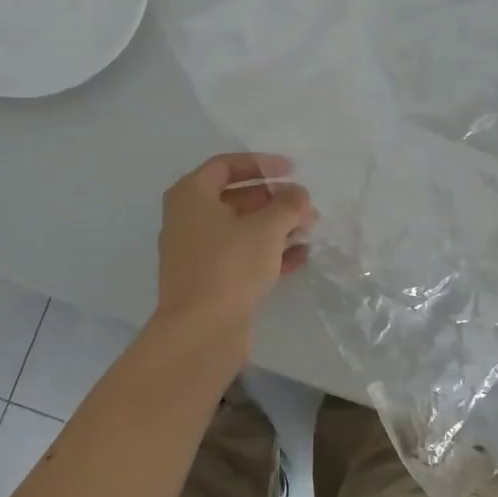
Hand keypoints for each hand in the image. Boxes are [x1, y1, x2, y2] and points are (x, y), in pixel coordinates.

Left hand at [151, 153, 316, 358]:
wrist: (200, 333)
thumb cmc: (229, 265)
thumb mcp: (267, 227)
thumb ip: (288, 204)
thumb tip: (299, 195)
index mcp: (191, 196)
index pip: (226, 165)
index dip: (261, 164)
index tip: (291, 171)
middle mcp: (188, 220)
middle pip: (236, 198)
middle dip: (274, 200)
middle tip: (304, 205)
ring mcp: (197, 253)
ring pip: (241, 229)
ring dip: (276, 227)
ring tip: (309, 230)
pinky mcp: (210, 281)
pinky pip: (242, 256)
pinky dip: (268, 252)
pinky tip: (300, 257)